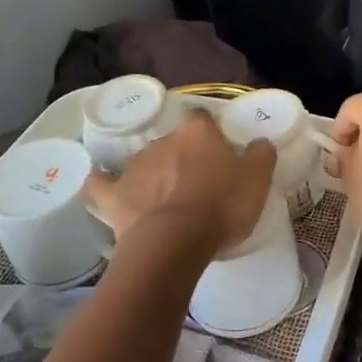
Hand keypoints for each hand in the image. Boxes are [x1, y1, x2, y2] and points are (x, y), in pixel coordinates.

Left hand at [82, 109, 276, 255]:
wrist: (175, 242)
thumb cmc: (221, 206)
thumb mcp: (257, 180)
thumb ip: (261, 155)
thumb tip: (259, 142)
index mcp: (197, 133)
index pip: (202, 119)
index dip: (211, 135)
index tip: (220, 153)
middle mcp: (162, 141)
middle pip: (173, 142)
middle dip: (182, 158)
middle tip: (197, 184)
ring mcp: (134, 167)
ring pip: (144, 163)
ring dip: (153, 175)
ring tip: (164, 200)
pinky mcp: (112, 195)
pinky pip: (100, 184)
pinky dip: (100, 181)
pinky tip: (100, 182)